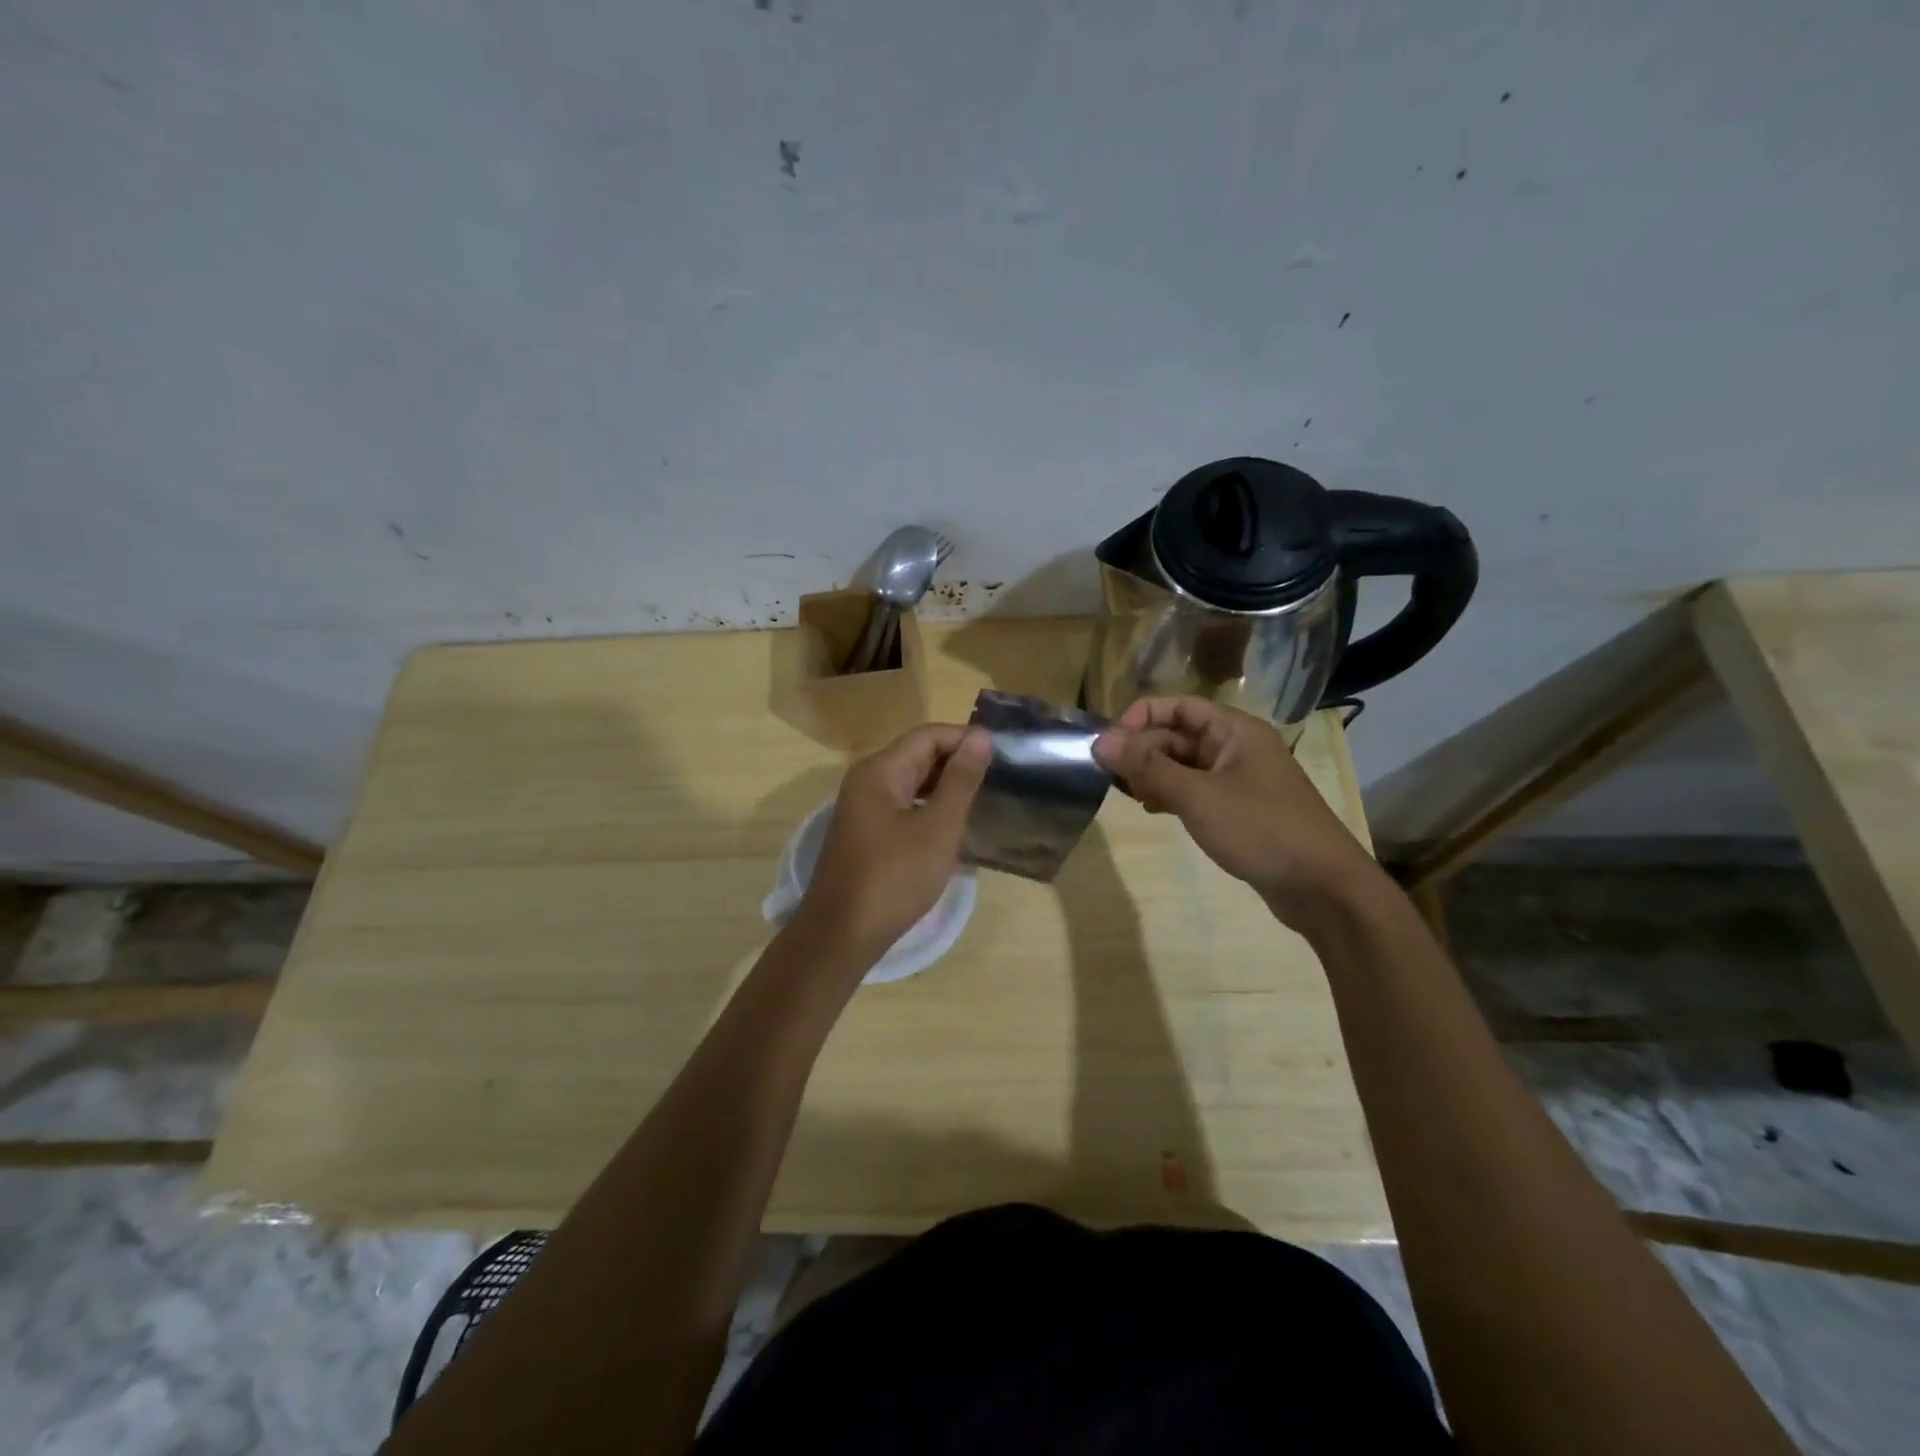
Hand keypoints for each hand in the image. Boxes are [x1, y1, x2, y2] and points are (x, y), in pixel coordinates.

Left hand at [793, 724, 991, 963]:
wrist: (841, 935)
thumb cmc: (895, 877)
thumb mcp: (938, 827)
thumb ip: (960, 780)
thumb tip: (980, 736)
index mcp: (880, 770)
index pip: (928, 735)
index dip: (966, 740)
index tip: (1002, 757)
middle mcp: (867, 780)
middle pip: (917, 755)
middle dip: (957, 763)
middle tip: (998, 781)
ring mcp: (862, 808)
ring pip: (911, 783)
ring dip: (945, 788)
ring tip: (982, 803)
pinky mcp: (865, 834)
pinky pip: (902, 807)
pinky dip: (929, 810)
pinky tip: (952, 829)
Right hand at [1092, 697, 1381, 925]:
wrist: (1323, 888)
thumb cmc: (1260, 829)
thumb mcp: (1197, 795)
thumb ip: (1148, 766)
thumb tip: (1101, 741)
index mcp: (1235, 730)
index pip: (1178, 706)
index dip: (1140, 718)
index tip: (1109, 745)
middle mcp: (1237, 747)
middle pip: (1179, 734)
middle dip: (1143, 750)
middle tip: (1110, 776)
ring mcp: (1240, 779)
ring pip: (1185, 764)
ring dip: (1153, 773)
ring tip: (1126, 794)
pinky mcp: (1239, 809)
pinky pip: (1196, 789)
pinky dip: (1171, 794)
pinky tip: (1152, 809)